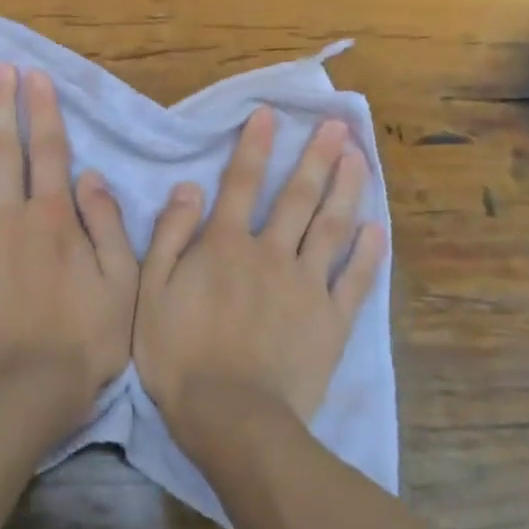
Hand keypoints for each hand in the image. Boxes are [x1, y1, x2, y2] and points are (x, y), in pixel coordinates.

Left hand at [0, 63, 136, 419]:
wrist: (23, 390)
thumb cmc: (83, 341)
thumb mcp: (122, 282)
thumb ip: (108, 225)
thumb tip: (92, 175)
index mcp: (53, 217)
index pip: (48, 150)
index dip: (41, 110)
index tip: (33, 76)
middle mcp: (7, 215)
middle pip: (1, 150)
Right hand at [135, 108, 385, 432]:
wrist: (230, 414)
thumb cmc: (180, 355)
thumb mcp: (151, 292)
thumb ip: (170, 236)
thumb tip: (188, 188)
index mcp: (226, 245)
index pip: (242, 182)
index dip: (256, 145)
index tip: (271, 114)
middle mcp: (271, 252)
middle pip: (298, 196)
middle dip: (317, 156)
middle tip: (338, 125)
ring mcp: (307, 284)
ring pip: (331, 226)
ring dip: (346, 188)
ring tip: (360, 157)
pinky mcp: (332, 319)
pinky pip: (355, 279)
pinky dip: (369, 252)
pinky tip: (377, 227)